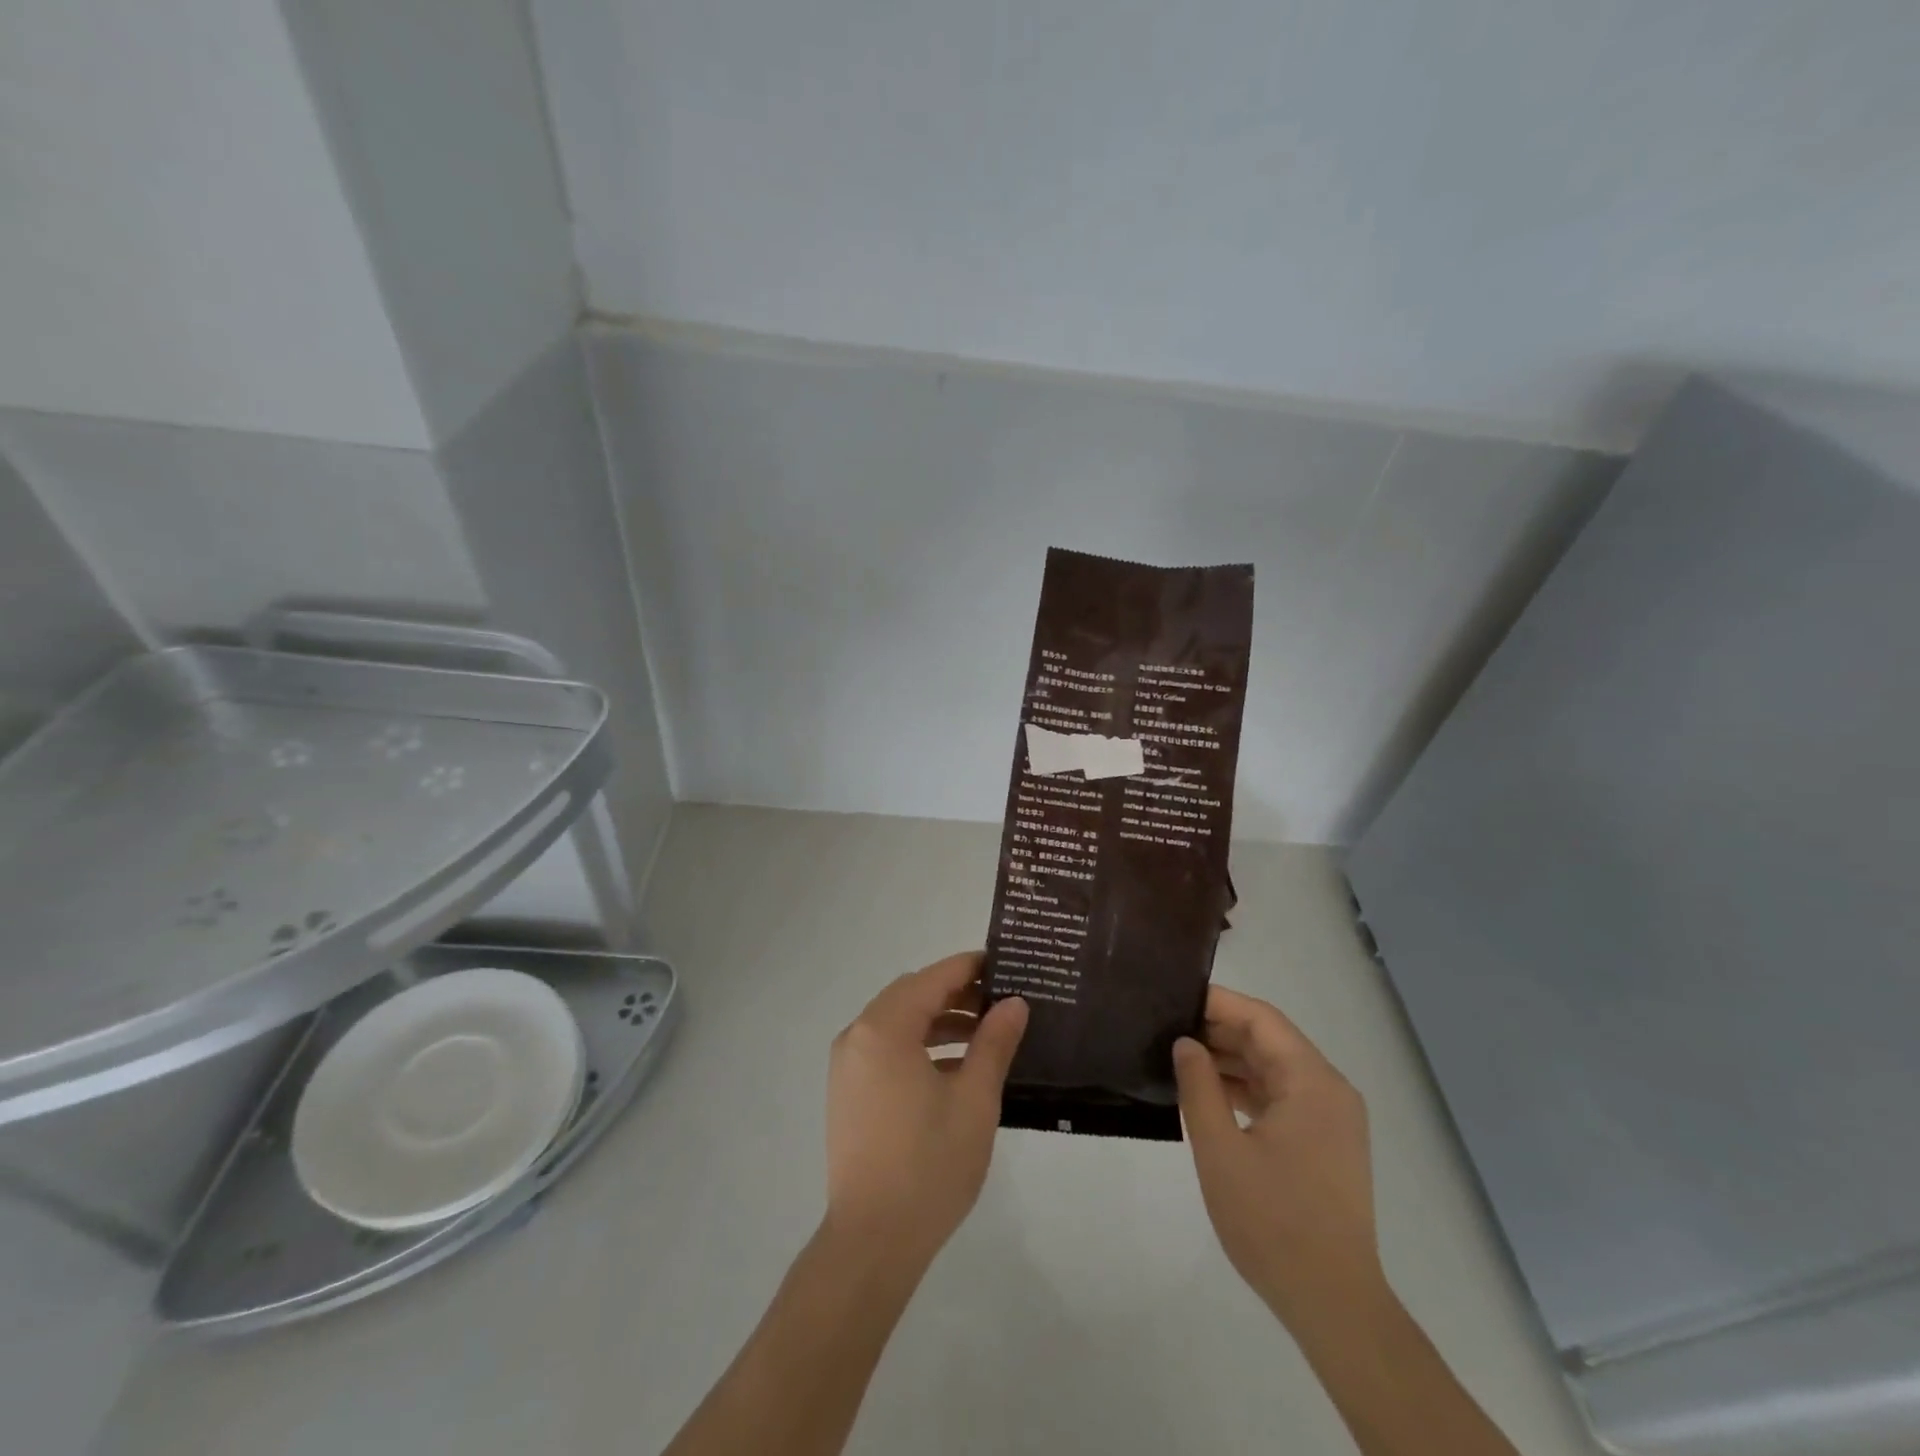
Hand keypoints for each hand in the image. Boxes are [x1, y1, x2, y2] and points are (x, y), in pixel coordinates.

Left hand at [824, 953, 1028, 1267]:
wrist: (872, 1242)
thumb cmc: (929, 1164)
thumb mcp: (974, 1099)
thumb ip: (994, 1043)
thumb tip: (1013, 1003)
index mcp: (884, 1028)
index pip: (932, 978)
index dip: (969, 967)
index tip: (1004, 964)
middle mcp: (858, 1036)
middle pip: (912, 995)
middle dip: (956, 993)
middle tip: (1000, 1001)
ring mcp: (848, 1065)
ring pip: (898, 1022)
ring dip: (939, 1021)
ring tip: (985, 1034)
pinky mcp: (848, 1091)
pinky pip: (886, 1049)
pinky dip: (919, 1046)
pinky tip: (956, 1068)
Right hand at [1174, 985, 1384, 1327]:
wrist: (1332, 1304)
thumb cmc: (1273, 1222)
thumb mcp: (1221, 1150)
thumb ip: (1199, 1086)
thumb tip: (1185, 1043)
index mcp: (1312, 1082)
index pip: (1261, 1019)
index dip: (1217, 1003)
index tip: (1174, 998)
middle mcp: (1329, 1090)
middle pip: (1269, 1040)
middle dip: (1219, 1030)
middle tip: (1166, 1026)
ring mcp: (1330, 1118)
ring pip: (1273, 1068)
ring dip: (1229, 1060)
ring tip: (1178, 1056)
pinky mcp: (1324, 1143)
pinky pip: (1281, 1096)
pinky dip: (1245, 1088)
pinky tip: (1208, 1093)